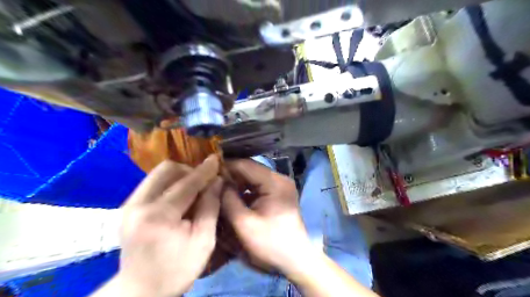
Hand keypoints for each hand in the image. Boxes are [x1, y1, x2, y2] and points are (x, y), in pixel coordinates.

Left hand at [117, 157, 221, 295]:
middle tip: (203, 183)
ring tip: (193, 189)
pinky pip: (152, 183)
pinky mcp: (127, 207)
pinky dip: (169, 184)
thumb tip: (217, 181)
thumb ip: (210, 207)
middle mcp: (138, 205)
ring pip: (157, 173)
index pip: (186, 183)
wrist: (141, 291)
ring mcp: (128, 205)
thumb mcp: (203, 241)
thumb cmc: (177, 270)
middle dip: (189, 170)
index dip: (204, 170)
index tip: (216, 159)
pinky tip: (179, 197)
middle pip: (166, 169)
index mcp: (158, 217)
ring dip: (179, 176)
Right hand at [221, 159, 311, 274]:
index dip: (225, 167)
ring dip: (237, 183)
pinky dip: (245, 191)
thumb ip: (228, 200)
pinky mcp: (278, 194)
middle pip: (250, 170)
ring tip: (219, 190)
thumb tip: (216, 182)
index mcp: (275, 182)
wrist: (295, 260)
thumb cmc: (271, 243)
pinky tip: (233, 198)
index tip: (207, 173)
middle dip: (230, 176)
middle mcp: (279, 179)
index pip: (245, 165)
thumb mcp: (244, 223)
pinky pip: (258, 187)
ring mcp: (280, 186)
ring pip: (253, 178)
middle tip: (210, 183)